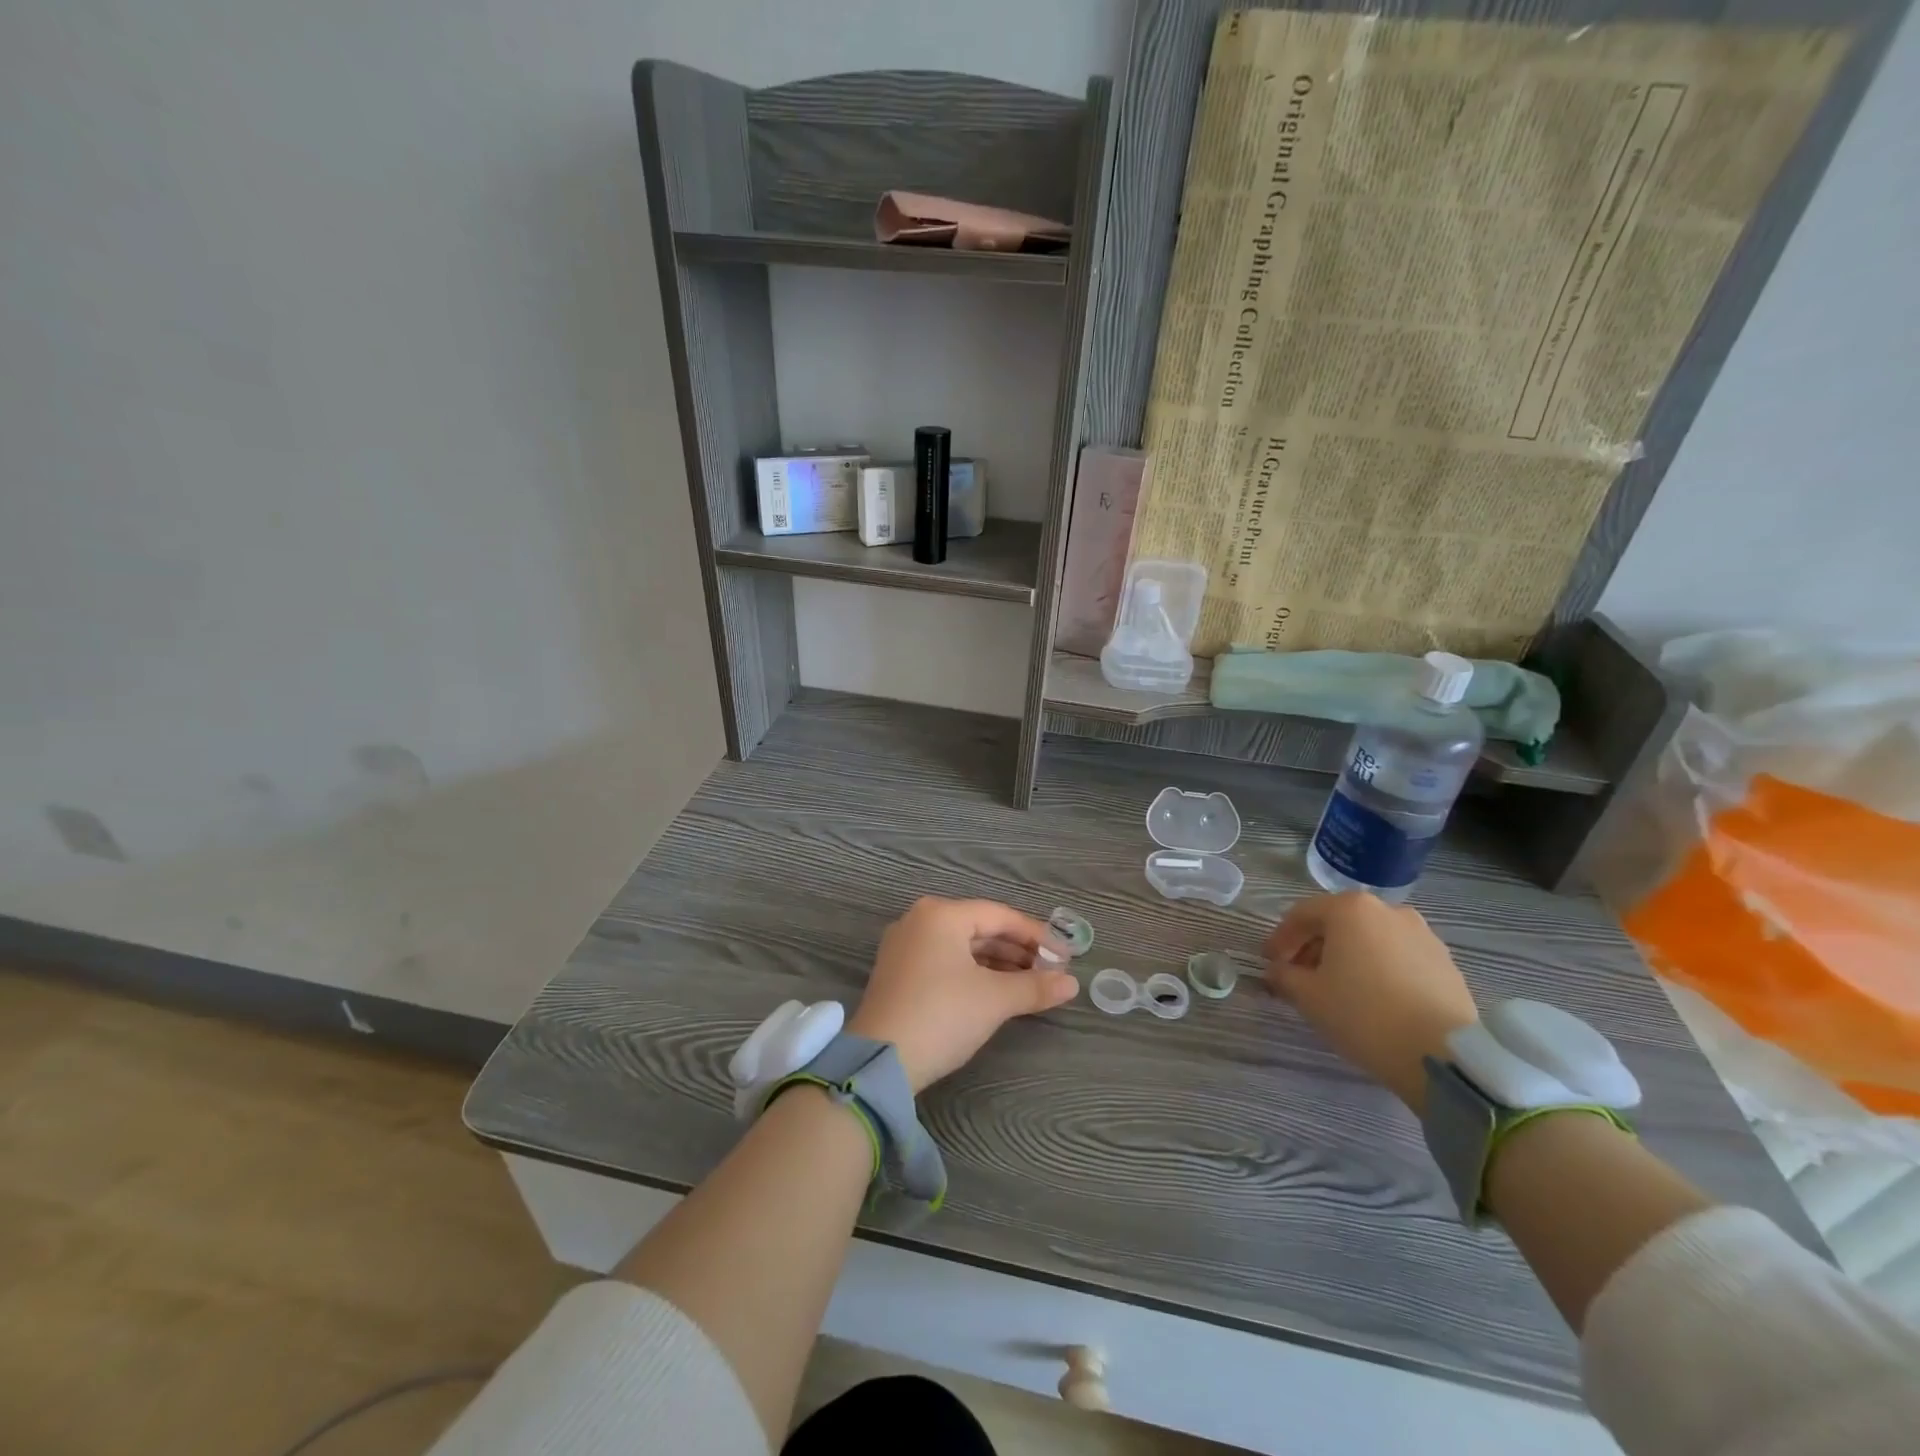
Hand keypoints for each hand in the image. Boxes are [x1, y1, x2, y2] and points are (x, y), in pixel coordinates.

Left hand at [848, 897, 1077, 1093]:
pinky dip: (973, 973)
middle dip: (1017, 950)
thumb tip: (1071, 984)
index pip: (999, 915)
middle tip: (1050, 972)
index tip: (1064, 956)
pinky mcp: (898, 973)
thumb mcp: (994, 1000)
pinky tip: (996, 991)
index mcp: (941, 915)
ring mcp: (904, 947)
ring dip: (997, 963)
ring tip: (1029, 984)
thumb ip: (1035, 987)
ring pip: (962, 947)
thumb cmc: (942, 1015)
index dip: (1036, 935)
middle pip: (980, 928)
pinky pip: (945, 961)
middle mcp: (919, 921)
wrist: (881, 1061)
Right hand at [1265, 892, 1479, 1112]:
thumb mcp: (1308, 997)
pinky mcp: (1446, 963)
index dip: (1280, 939)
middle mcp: (1389, 911)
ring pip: (1371, 939)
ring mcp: (1423, 935)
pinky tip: (1374, 999)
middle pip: (1338, 923)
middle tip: (1300, 976)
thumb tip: (1277, 971)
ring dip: (1348, 957)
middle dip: (1314, 947)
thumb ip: (1284, 976)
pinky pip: (1399, 957)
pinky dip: (1379, 969)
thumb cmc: (1363, 1015)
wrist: (1443, 1055)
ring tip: (1338, 989)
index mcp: (1351, 909)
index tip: (1270, 963)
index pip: (1302, 915)